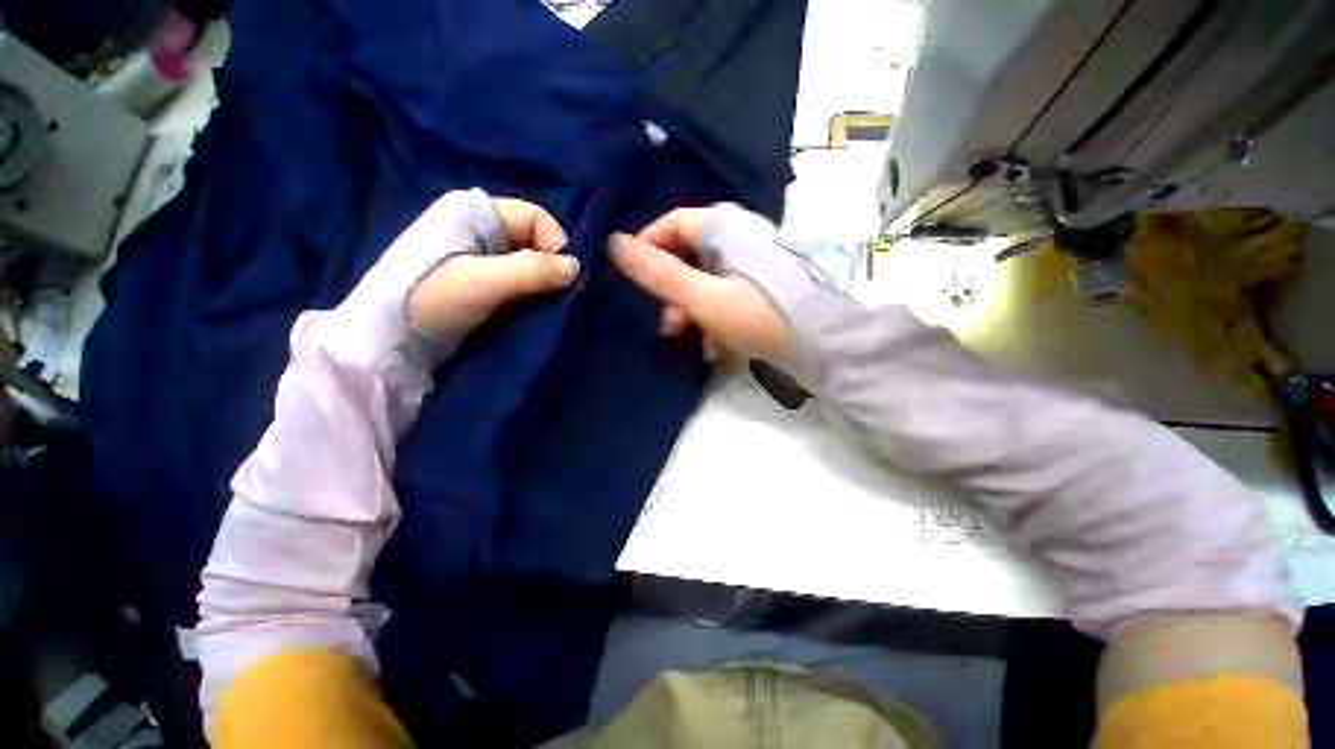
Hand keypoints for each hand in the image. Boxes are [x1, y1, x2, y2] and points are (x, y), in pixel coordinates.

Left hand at [407, 198, 577, 337]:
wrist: (390, 338)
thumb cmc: (432, 298)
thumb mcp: (484, 281)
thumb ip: (533, 270)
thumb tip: (576, 267)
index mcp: (474, 212)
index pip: (535, 217)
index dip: (554, 244)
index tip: (562, 277)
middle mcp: (480, 227)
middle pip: (533, 239)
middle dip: (549, 265)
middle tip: (554, 294)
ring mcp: (479, 255)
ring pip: (527, 261)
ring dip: (540, 282)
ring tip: (543, 303)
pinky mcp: (479, 279)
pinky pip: (516, 278)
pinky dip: (529, 292)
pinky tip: (530, 307)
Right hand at [610, 207, 792, 367]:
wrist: (826, 348)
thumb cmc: (760, 318)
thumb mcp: (704, 298)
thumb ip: (660, 274)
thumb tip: (614, 243)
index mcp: (727, 230)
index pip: (676, 223)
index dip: (649, 244)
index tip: (632, 274)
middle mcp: (742, 240)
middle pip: (691, 256)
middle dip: (672, 290)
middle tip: (665, 323)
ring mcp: (754, 266)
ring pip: (708, 281)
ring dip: (692, 310)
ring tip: (688, 339)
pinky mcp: (764, 290)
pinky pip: (728, 297)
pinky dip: (716, 318)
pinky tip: (715, 346)